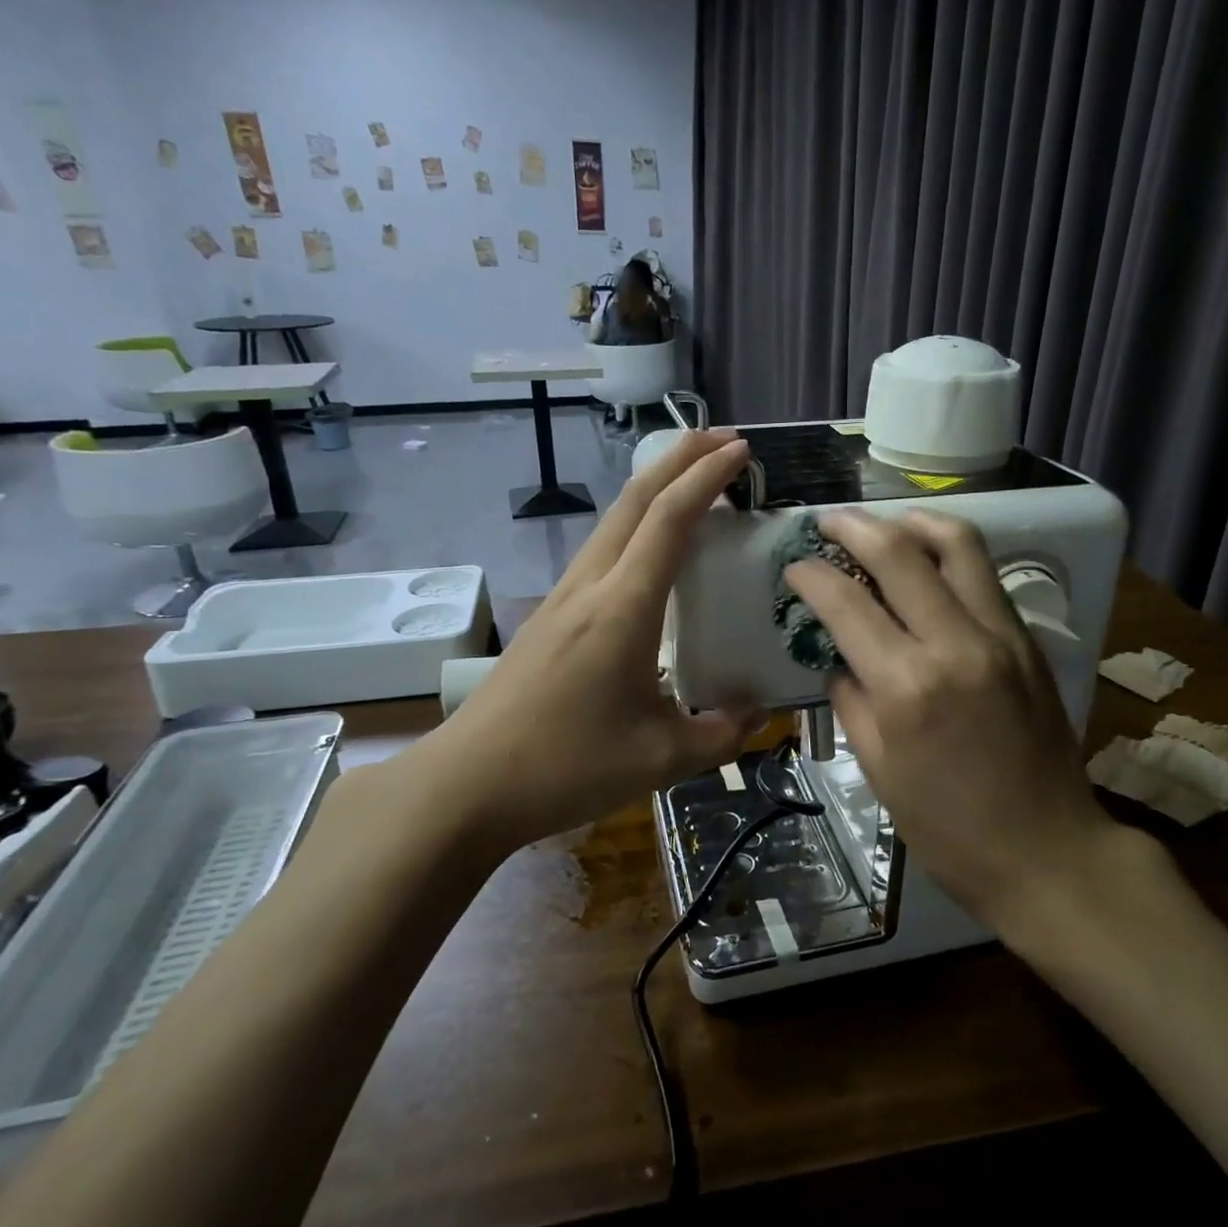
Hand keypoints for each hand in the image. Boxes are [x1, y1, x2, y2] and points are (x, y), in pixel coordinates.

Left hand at [398, 430, 759, 856]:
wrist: (467, 785)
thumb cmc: (566, 766)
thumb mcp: (661, 758)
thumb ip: (722, 733)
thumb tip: (760, 713)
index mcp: (623, 608)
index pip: (669, 519)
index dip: (707, 476)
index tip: (741, 450)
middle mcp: (590, 587)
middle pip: (634, 499)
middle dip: (679, 458)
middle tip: (723, 441)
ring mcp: (562, 598)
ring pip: (612, 521)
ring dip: (654, 489)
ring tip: (693, 484)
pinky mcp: (548, 618)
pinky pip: (600, 551)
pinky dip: (635, 526)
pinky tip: (650, 552)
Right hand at [784, 509, 1156, 922]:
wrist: (1049, 852)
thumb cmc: (949, 828)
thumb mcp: (878, 770)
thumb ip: (852, 699)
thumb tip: (838, 657)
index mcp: (908, 687)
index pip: (847, 603)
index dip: (812, 575)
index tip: (794, 566)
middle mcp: (956, 644)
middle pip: (900, 552)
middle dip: (854, 527)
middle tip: (827, 523)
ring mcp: (1001, 635)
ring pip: (957, 544)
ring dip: (911, 522)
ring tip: (884, 525)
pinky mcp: (1027, 640)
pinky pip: (984, 575)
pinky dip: (949, 553)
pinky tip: (926, 563)